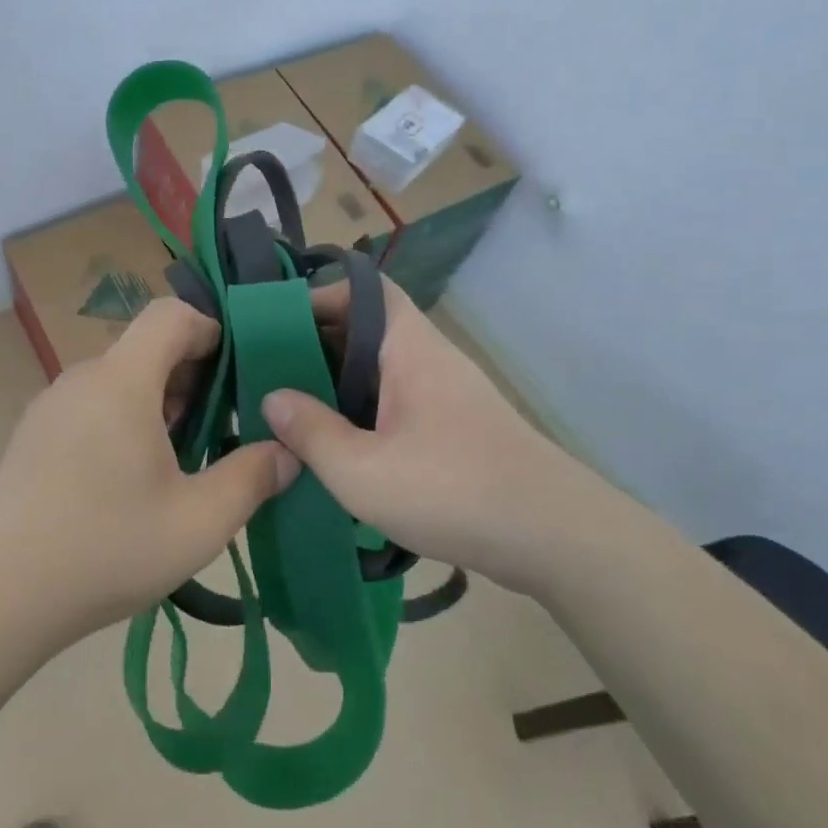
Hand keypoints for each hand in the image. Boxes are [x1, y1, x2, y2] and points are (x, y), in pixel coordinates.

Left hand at [0, 298, 297, 648]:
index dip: (210, 329)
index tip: (238, 371)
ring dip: (159, 402)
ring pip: (119, 379)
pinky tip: (132, 478)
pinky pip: (92, 405)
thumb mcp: (199, 521)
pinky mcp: (34, 435)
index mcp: (121, 380)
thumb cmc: (107, 546)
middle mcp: (82, 378)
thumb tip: (288, 453)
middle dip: (192, 375)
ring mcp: (51, 405)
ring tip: (183, 457)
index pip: (170, 314)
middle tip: (223, 426)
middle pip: (147, 348)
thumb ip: (253, 477)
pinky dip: (124, 419)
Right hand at [263, 276, 576, 593]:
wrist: (555, 537)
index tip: (275, 324)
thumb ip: (312, 431)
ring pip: (382, 370)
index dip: (320, 295)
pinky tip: (341, 447)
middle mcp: (429, 358)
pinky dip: (365, 412)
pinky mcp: (456, 428)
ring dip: (340, 383)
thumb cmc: (452, 489)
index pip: (365, 290)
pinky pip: (398, 402)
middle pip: (369, 329)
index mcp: (408, 348)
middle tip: (271, 372)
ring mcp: (447, 394)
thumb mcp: (362, 470)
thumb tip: (273, 397)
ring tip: (295, 410)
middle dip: (318, 345)